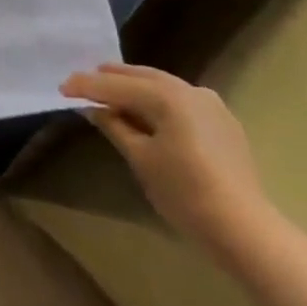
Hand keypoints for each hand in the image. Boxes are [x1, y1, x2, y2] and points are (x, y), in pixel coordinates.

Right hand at [60, 64, 273, 261]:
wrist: (244, 229)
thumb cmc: (184, 193)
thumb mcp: (140, 158)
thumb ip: (115, 126)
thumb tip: (95, 109)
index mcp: (167, 96)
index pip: (116, 86)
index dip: (87, 86)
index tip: (61, 88)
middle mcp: (190, 90)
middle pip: (141, 77)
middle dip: (110, 78)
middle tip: (82, 81)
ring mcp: (210, 104)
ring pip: (162, 85)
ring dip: (134, 86)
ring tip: (110, 90)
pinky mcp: (222, 122)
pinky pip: (180, 100)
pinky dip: (157, 99)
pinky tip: (147, 110)